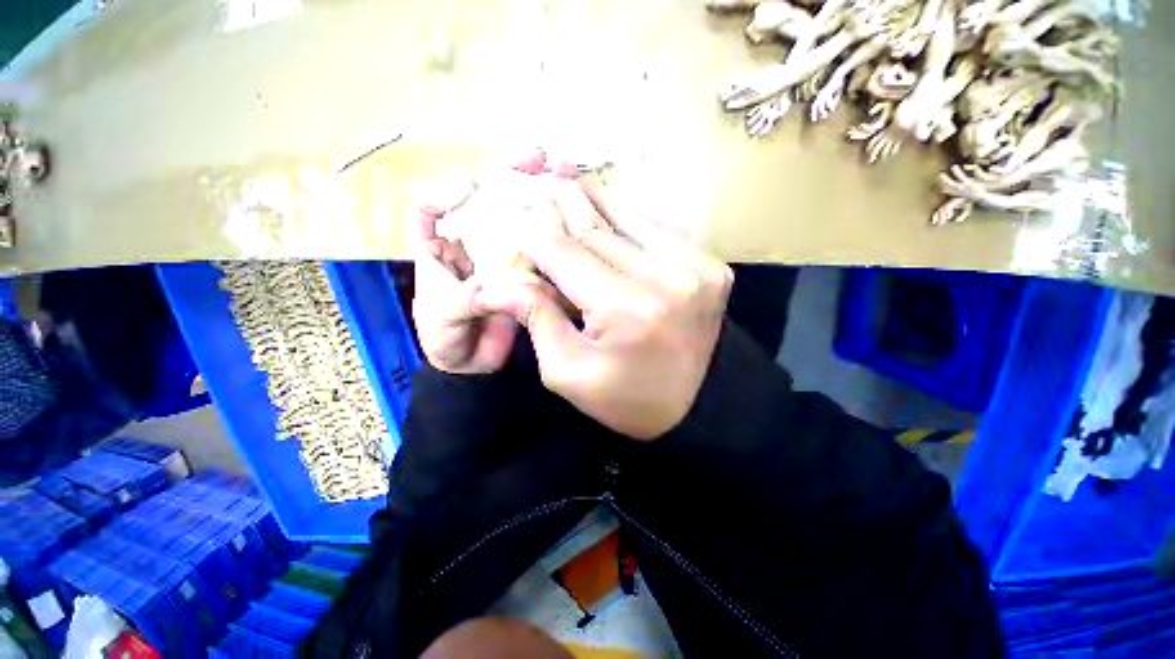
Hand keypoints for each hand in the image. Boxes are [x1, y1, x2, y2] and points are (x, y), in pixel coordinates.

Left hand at [410, 152, 579, 373]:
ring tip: (565, 172)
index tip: (473, 187)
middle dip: (508, 177)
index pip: (431, 205)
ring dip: (538, 194)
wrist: (473, 365)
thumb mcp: (441, 318)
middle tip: (539, 159)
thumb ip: (460, 301)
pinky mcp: (524, 269)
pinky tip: (572, 215)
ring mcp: (501, 254)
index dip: (447, 189)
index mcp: (437, 249)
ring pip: (516, 218)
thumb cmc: (444, 339)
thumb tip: (488, 286)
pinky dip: (553, 232)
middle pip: (484, 200)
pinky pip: (537, 246)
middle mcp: (470, 243)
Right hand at [476, 185, 732, 439]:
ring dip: (591, 202)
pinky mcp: (711, 266)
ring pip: (627, 218)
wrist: (694, 407)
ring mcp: (696, 268)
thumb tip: (497, 282)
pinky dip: (627, 216)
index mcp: (625, 310)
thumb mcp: (568, 372)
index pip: (565, 254)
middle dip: (558, 210)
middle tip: (534, 190)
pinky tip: (603, 207)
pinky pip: (658, 228)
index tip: (512, 221)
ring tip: (563, 183)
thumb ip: (536, 318)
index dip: (533, 234)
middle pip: (596, 230)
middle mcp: (665, 279)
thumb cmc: (624, 399)